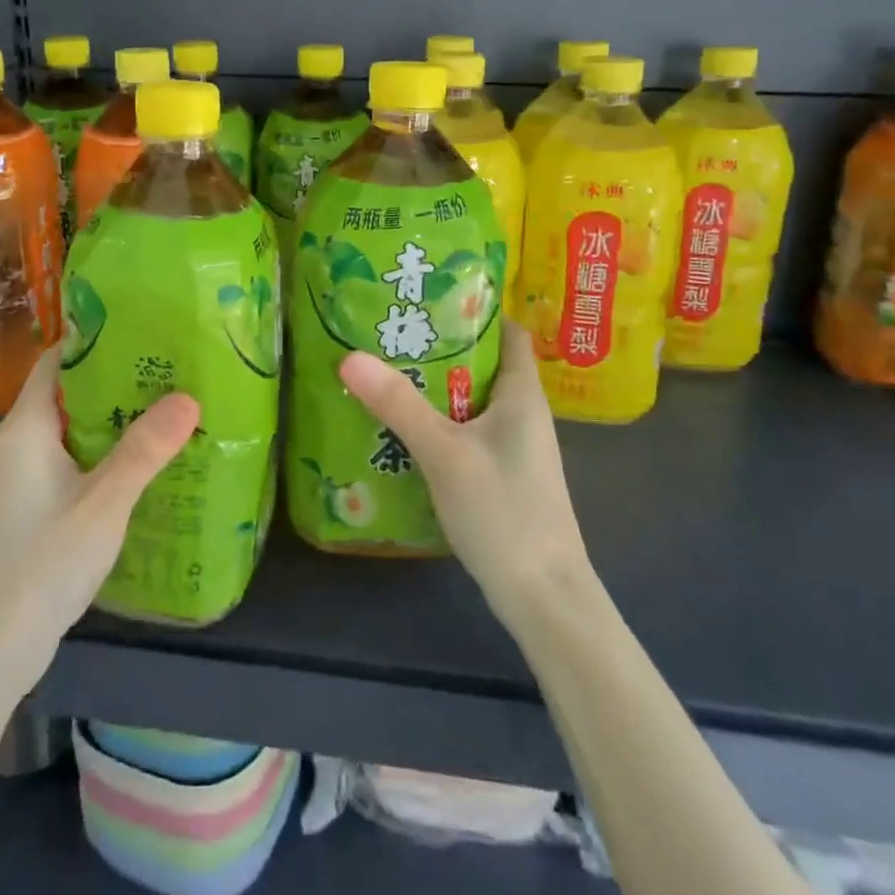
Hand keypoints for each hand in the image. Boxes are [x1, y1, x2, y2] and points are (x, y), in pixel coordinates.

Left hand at [0, 345, 199, 698]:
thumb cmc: (39, 564)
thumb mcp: (102, 503)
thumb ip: (144, 450)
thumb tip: (189, 397)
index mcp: (27, 427)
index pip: (59, 359)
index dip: (98, 338)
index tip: (147, 325)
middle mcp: (23, 442)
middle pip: (73, 389)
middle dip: (120, 374)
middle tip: (175, 361)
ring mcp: (30, 475)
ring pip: (79, 426)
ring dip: (120, 414)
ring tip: (174, 399)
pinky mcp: (40, 503)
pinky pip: (80, 457)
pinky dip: (112, 447)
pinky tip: (152, 455)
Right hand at [339, 321, 593, 628]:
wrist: (544, 598)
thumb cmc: (504, 512)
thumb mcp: (445, 452)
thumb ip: (399, 404)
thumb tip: (350, 355)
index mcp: (523, 394)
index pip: (508, 331)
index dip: (476, 308)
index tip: (430, 295)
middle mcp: (523, 413)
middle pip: (484, 363)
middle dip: (442, 346)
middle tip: (392, 331)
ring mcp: (515, 448)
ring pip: (473, 401)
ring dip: (437, 387)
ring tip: (388, 371)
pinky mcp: (502, 476)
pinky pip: (469, 432)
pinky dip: (440, 422)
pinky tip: (404, 429)